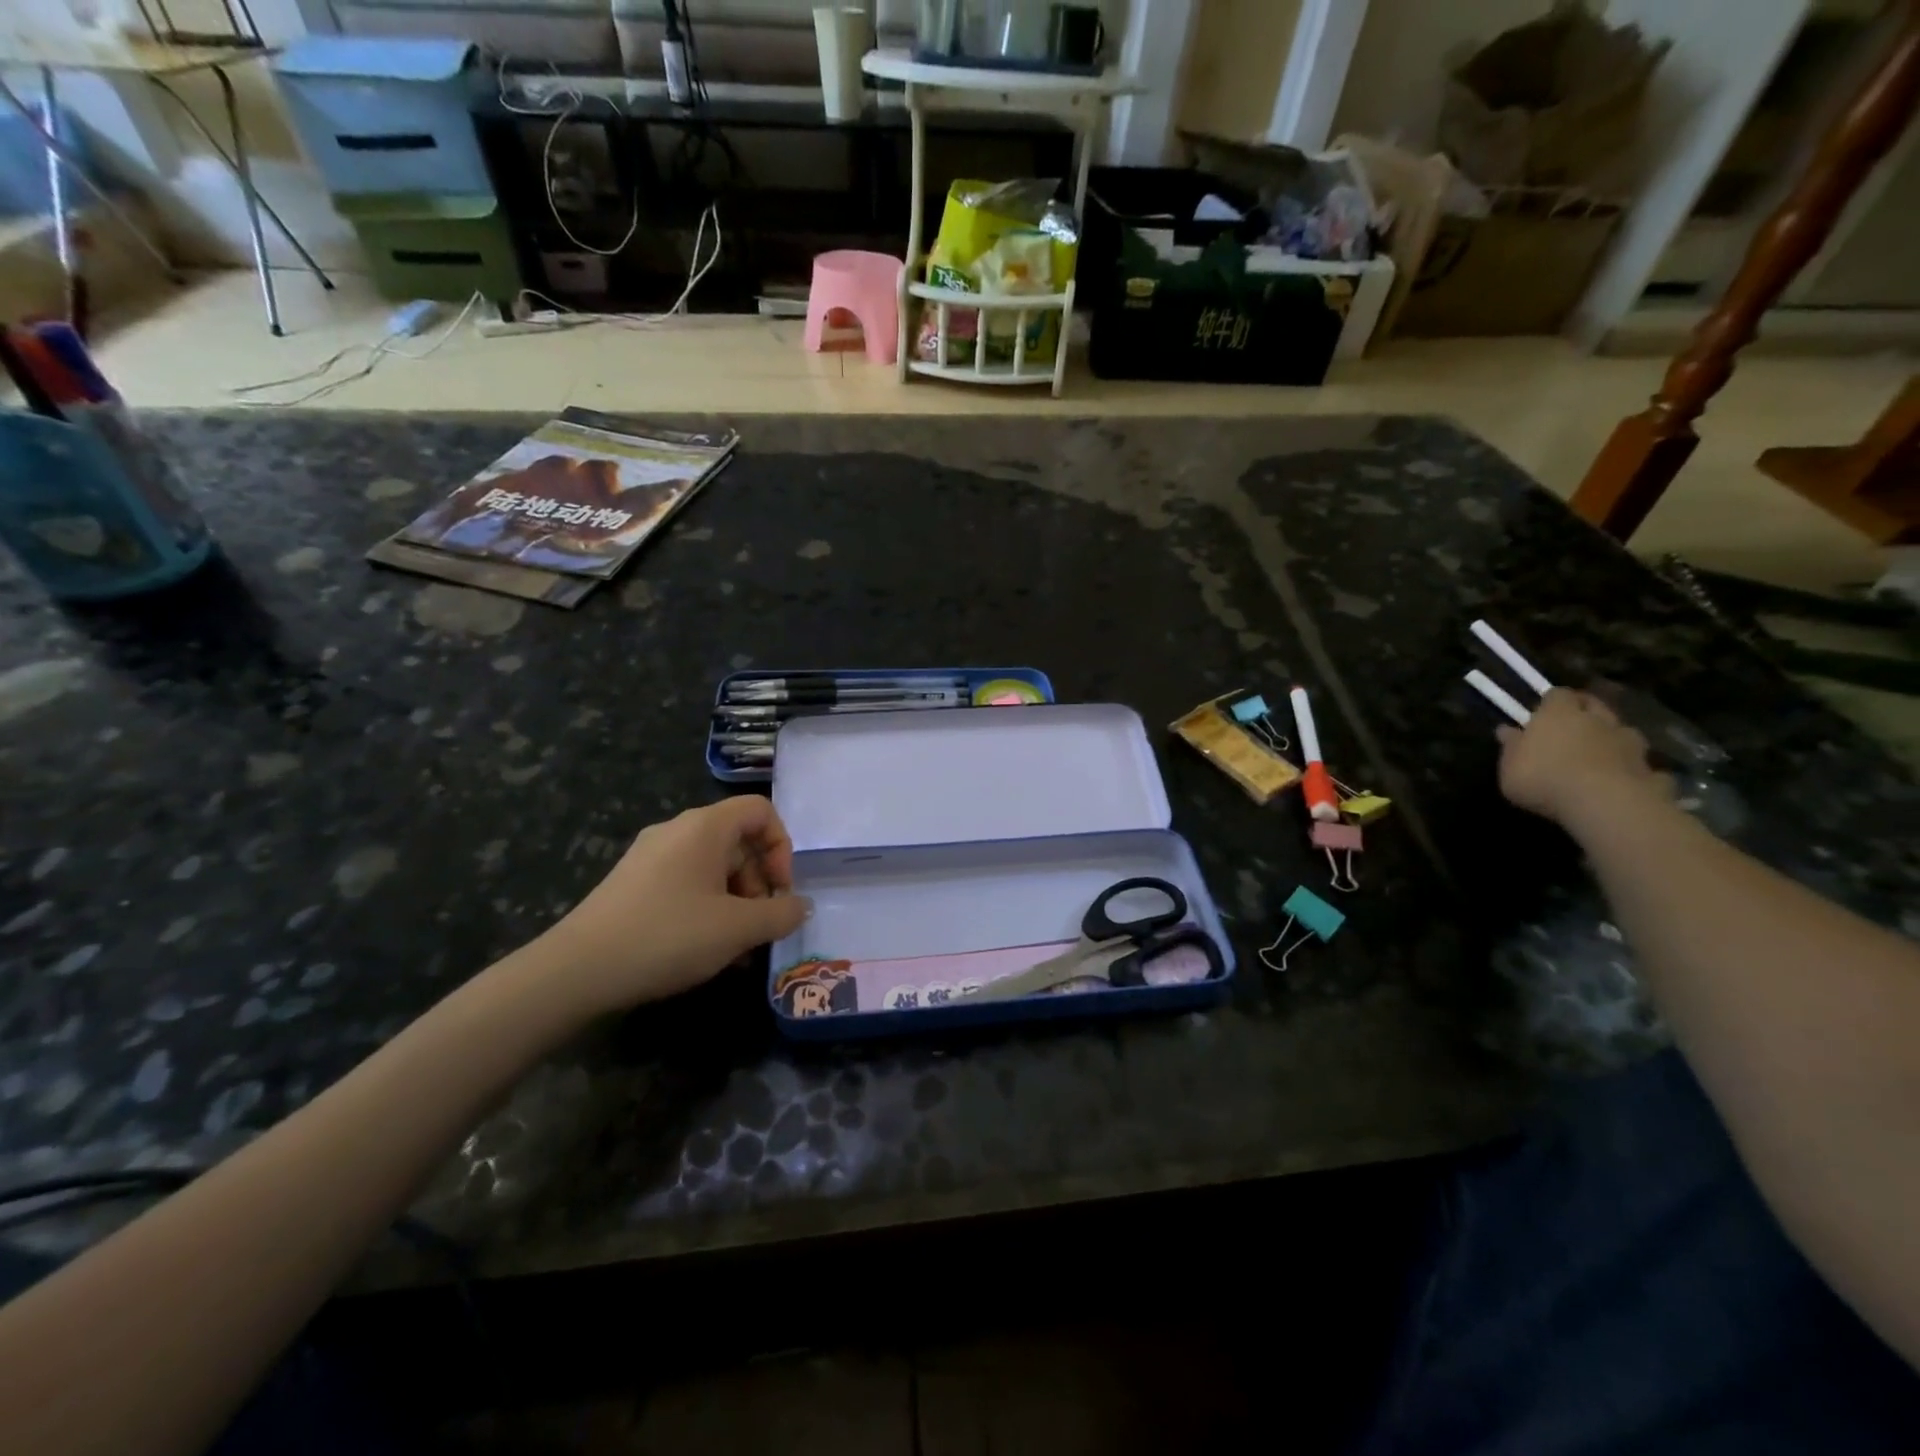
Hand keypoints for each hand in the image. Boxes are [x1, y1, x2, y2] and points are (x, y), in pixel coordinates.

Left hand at [533, 797, 810, 1013]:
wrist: (577, 971)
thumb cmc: (668, 936)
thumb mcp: (737, 929)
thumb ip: (780, 914)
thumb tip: (801, 905)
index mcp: (704, 827)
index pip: (761, 811)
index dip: (782, 847)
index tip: (781, 891)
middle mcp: (677, 831)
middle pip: (738, 841)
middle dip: (759, 882)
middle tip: (761, 926)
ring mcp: (650, 856)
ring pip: (712, 866)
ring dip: (736, 901)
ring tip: (737, 948)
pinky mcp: (632, 883)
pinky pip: (686, 883)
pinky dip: (707, 908)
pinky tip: (706, 950)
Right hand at [1497, 688, 1669, 829]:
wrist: (1603, 803)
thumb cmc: (1543, 778)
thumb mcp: (1509, 767)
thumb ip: (1511, 747)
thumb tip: (1507, 730)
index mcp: (1559, 714)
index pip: (1558, 695)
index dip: (1551, 702)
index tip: (1542, 713)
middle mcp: (1597, 720)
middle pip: (1595, 706)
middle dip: (1587, 713)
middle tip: (1574, 728)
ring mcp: (1629, 743)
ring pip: (1623, 732)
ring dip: (1614, 740)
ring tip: (1602, 756)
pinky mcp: (1650, 769)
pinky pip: (1642, 765)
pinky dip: (1634, 770)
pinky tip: (1627, 782)